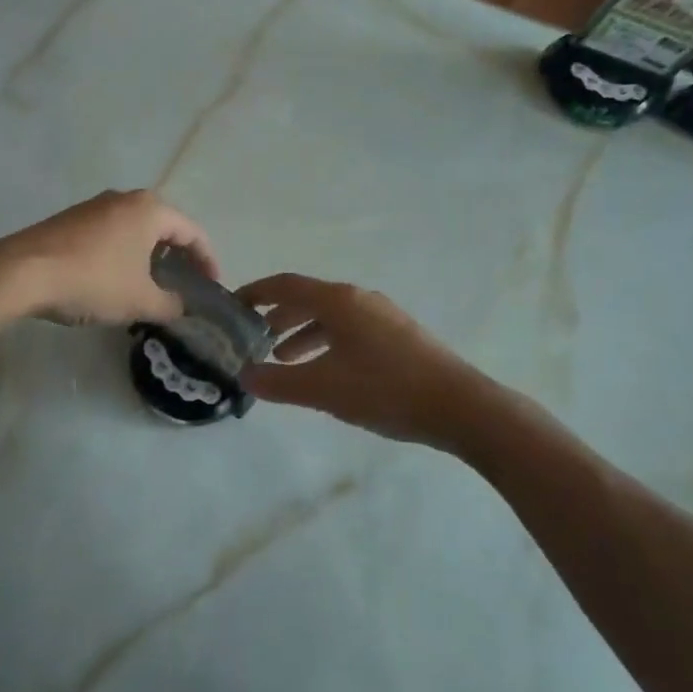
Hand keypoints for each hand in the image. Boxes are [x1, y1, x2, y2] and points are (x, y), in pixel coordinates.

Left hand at [0, 190, 218, 326]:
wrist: (23, 272)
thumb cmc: (93, 281)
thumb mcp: (140, 300)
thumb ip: (170, 304)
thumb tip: (181, 308)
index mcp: (150, 210)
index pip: (192, 232)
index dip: (207, 261)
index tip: (212, 286)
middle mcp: (124, 199)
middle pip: (164, 226)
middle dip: (177, 256)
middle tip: (184, 284)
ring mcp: (95, 206)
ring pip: (135, 229)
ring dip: (148, 255)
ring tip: (152, 285)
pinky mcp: (71, 220)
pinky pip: (111, 234)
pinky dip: (123, 254)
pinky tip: (116, 279)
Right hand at [239, 273, 496, 445]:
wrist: (460, 406)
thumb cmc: (385, 390)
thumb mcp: (323, 389)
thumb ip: (278, 382)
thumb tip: (245, 376)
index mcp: (338, 301)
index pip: (285, 285)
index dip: (255, 292)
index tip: (232, 306)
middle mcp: (359, 299)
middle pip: (308, 299)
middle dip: (278, 316)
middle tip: (254, 338)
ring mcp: (382, 316)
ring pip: (330, 317)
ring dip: (302, 333)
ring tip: (283, 359)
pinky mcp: (398, 335)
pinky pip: (350, 330)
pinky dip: (327, 343)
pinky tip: (326, 371)